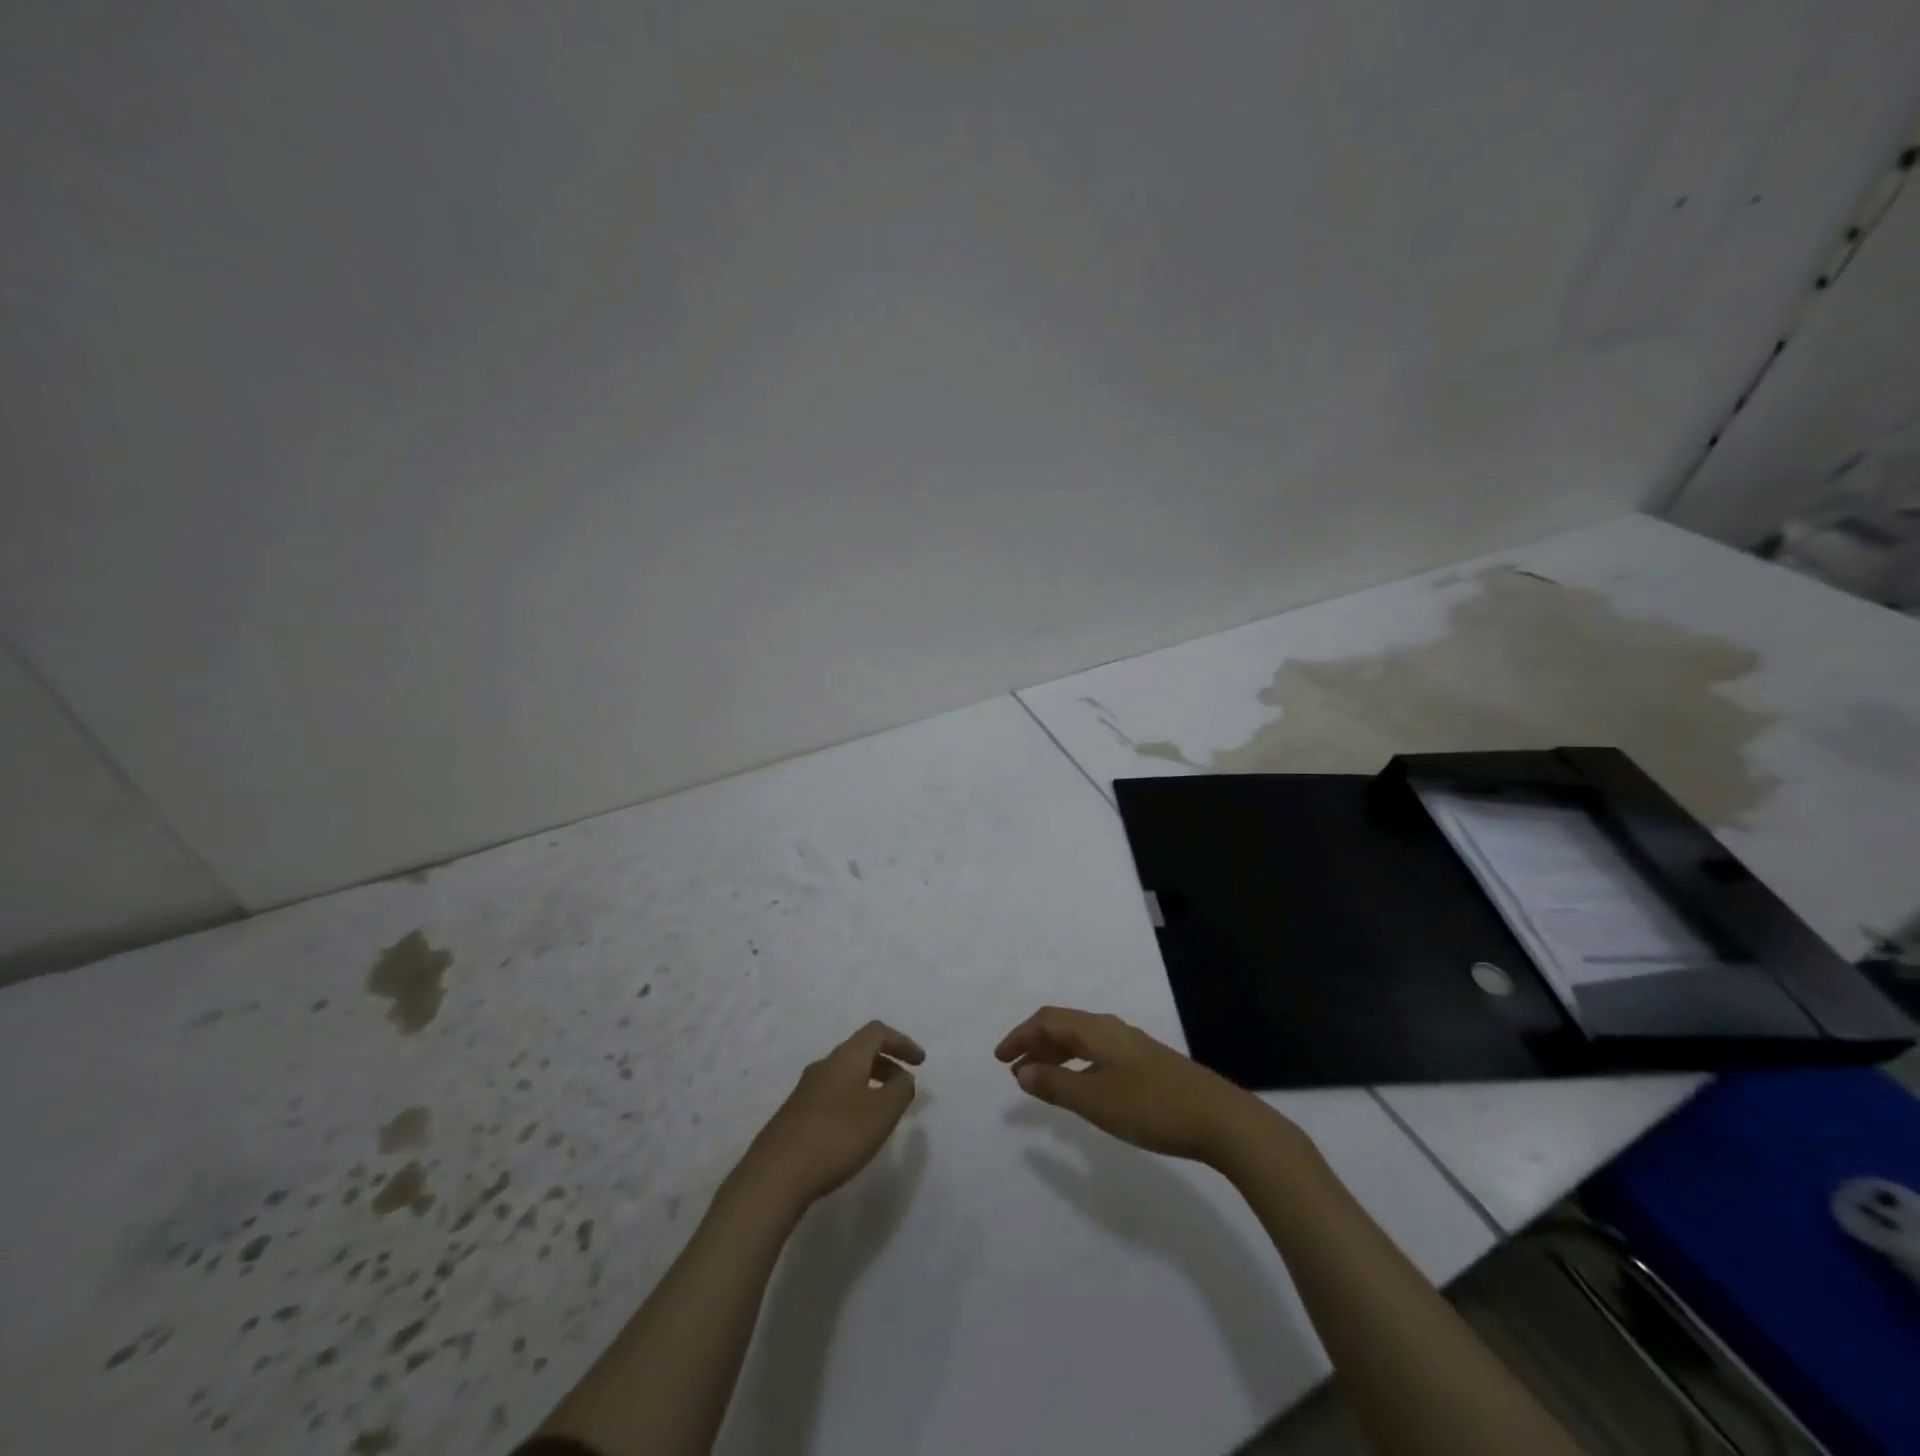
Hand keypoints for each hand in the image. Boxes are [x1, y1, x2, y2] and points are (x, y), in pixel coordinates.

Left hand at [736, 1021, 924, 1210]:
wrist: (775, 1175)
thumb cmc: (836, 1136)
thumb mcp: (881, 1113)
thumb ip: (900, 1091)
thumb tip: (903, 1077)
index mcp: (846, 1058)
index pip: (877, 1032)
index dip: (901, 1041)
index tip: (920, 1062)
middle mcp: (824, 1066)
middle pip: (860, 1051)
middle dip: (887, 1063)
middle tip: (904, 1087)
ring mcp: (805, 1090)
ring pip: (845, 1074)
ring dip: (869, 1083)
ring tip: (883, 1111)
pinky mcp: (794, 1115)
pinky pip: (832, 1095)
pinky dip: (852, 1100)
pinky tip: (854, 1130)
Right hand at [996, 1006, 1279, 1166]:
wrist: (1220, 1119)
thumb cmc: (1152, 1107)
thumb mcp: (1096, 1099)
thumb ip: (1057, 1084)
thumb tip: (1023, 1070)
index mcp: (1097, 1030)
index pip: (1048, 1020)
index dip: (1020, 1035)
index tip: (999, 1058)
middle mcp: (1112, 1029)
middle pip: (1064, 1025)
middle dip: (1035, 1044)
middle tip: (1014, 1070)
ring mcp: (1133, 1046)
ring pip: (1082, 1040)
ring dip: (1056, 1055)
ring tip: (1039, 1079)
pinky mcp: (1147, 1064)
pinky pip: (1098, 1053)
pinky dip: (1077, 1064)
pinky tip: (1081, 1086)